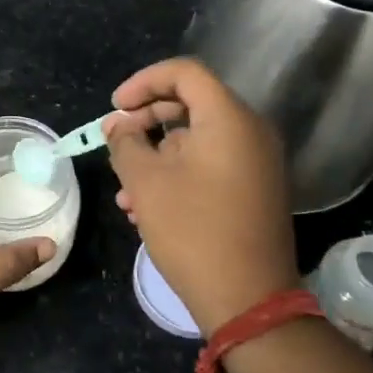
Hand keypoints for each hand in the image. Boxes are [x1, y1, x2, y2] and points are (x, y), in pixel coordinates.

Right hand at [103, 57, 298, 334]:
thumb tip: (118, 124)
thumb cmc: (192, 230)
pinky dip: (179, 174)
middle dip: (146, 121)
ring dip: (157, 156)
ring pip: (197, 141)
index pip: (184, 73)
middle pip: (192, 104)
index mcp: (229, 119)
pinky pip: (212, 165)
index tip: (115, 108)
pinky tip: (147, 207)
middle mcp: (251, 132)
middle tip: (116, 141)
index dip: (143, 82)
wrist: (247, 298)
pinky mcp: (256, 190)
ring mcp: (258, 163)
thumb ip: (126, 143)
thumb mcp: (145, 182)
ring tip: (125, 191)